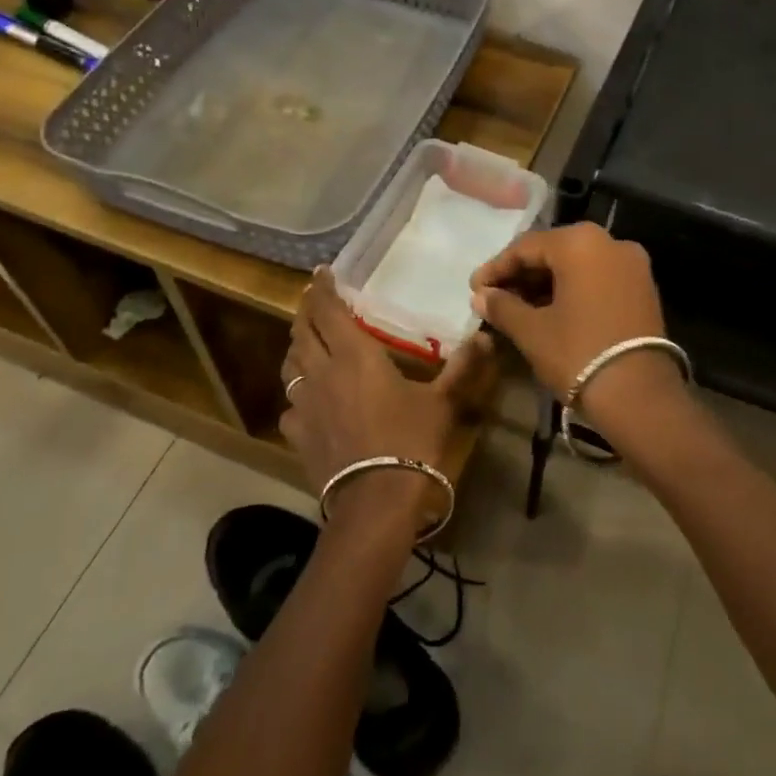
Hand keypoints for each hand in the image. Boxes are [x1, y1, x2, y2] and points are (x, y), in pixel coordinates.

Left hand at [279, 269, 492, 511]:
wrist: (375, 501)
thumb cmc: (411, 441)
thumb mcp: (442, 402)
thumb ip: (462, 367)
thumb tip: (486, 337)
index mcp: (355, 356)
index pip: (329, 312)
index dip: (322, 290)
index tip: (321, 273)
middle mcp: (323, 372)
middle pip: (302, 332)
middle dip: (305, 312)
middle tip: (311, 301)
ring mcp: (305, 404)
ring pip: (290, 365)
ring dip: (296, 347)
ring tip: (305, 341)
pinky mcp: (297, 434)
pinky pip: (290, 404)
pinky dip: (296, 392)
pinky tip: (306, 399)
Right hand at [469, 223, 681, 432]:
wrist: (639, 396)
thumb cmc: (578, 353)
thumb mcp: (532, 331)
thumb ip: (502, 306)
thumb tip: (481, 296)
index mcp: (580, 242)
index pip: (525, 247)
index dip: (496, 268)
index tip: (474, 289)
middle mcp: (609, 242)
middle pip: (553, 252)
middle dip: (521, 275)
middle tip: (493, 298)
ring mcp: (632, 264)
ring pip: (576, 265)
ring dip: (545, 283)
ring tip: (517, 308)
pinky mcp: (643, 287)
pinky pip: (597, 278)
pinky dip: (572, 290)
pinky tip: (549, 311)